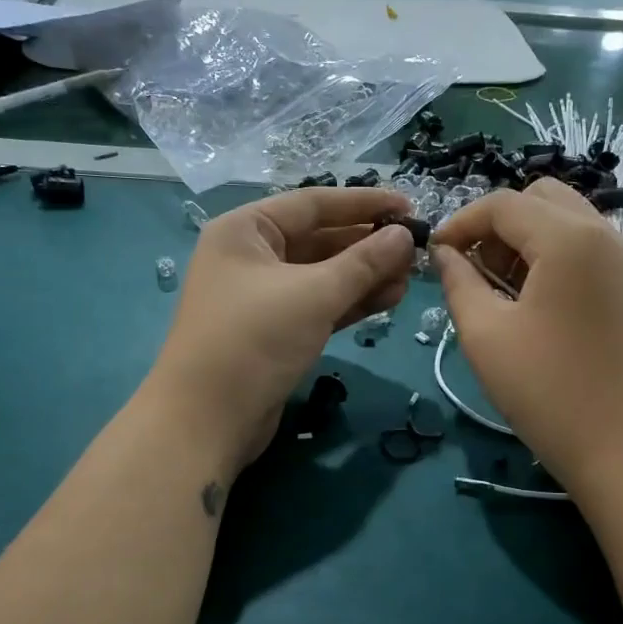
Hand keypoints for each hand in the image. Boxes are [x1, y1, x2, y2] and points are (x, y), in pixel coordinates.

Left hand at [147, 188, 415, 471]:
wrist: (207, 420)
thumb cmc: (255, 340)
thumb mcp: (314, 294)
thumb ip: (363, 262)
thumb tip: (404, 235)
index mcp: (245, 230)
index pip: (313, 204)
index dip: (363, 203)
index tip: (409, 205)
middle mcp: (251, 257)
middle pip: (319, 239)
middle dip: (367, 245)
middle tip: (415, 251)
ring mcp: (263, 297)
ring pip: (323, 276)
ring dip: (365, 276)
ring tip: (408, 279)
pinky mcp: (276, 331)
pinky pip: (319, 305)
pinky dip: (351, 302)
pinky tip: (388, 300)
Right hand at [432, 180, 622, 495]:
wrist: (622, 446)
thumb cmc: (545, 390)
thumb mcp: (484, 334)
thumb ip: (458, 281)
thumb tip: (445, 253)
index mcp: (569, 238)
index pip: (504, 204)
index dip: (461, 222)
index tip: (436, 254)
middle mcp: (605, 234)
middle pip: (541, 198)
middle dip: (498, 223)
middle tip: (473, 267)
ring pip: (567, 219)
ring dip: (527, 237)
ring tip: (500, 286)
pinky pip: (587, 246)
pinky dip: (554, 254)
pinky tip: (535, 300)